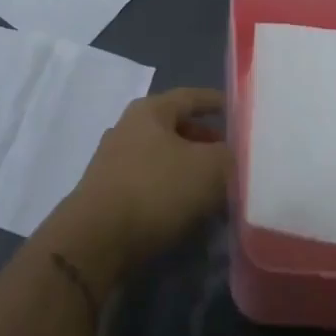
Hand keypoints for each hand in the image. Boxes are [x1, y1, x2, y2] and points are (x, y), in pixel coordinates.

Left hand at [54, 88, 230, 276]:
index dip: (215, 102)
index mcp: (150, 110)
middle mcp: (128, 127)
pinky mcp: (109, 192)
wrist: (97, 239)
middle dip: (204, 140)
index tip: (238, 110)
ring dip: (189, 168)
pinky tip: (187, 209)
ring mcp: (114, 160)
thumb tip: (231, 155)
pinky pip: (150, 182)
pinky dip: (172, 189)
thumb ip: (228, 156)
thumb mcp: (208, 169)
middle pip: (175, 127)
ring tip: (215, 187)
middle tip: (230, 156)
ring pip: (163, 156)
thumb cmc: (155, 189)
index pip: (190, 97)